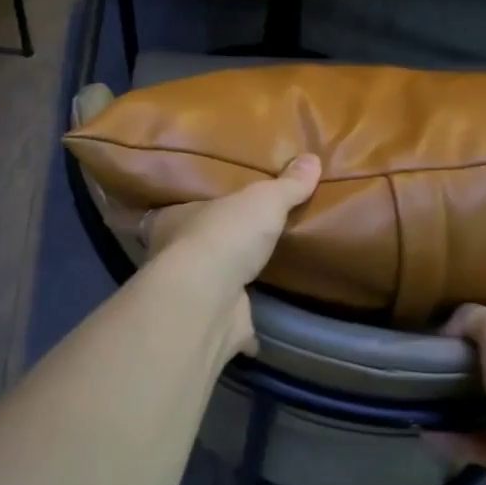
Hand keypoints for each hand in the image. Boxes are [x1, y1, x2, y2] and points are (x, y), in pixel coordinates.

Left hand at [141, 155, 320, 354]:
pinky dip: (242, 325)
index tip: (220, 210)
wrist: (208, 299)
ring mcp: (191, 294)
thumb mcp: (263, 199)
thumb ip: (287, 184)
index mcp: (175, 220)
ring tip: (256, 276)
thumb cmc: (226, 235)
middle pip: (196, 247)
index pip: (184, 209)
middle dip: (218, 246)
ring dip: (229, 283)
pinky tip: (259, 325)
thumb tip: (312, 158)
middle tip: (246, 241)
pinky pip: (230, 322)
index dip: (202, 208)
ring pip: (210, 285)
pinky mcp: (210, 324)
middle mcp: (173, 256)